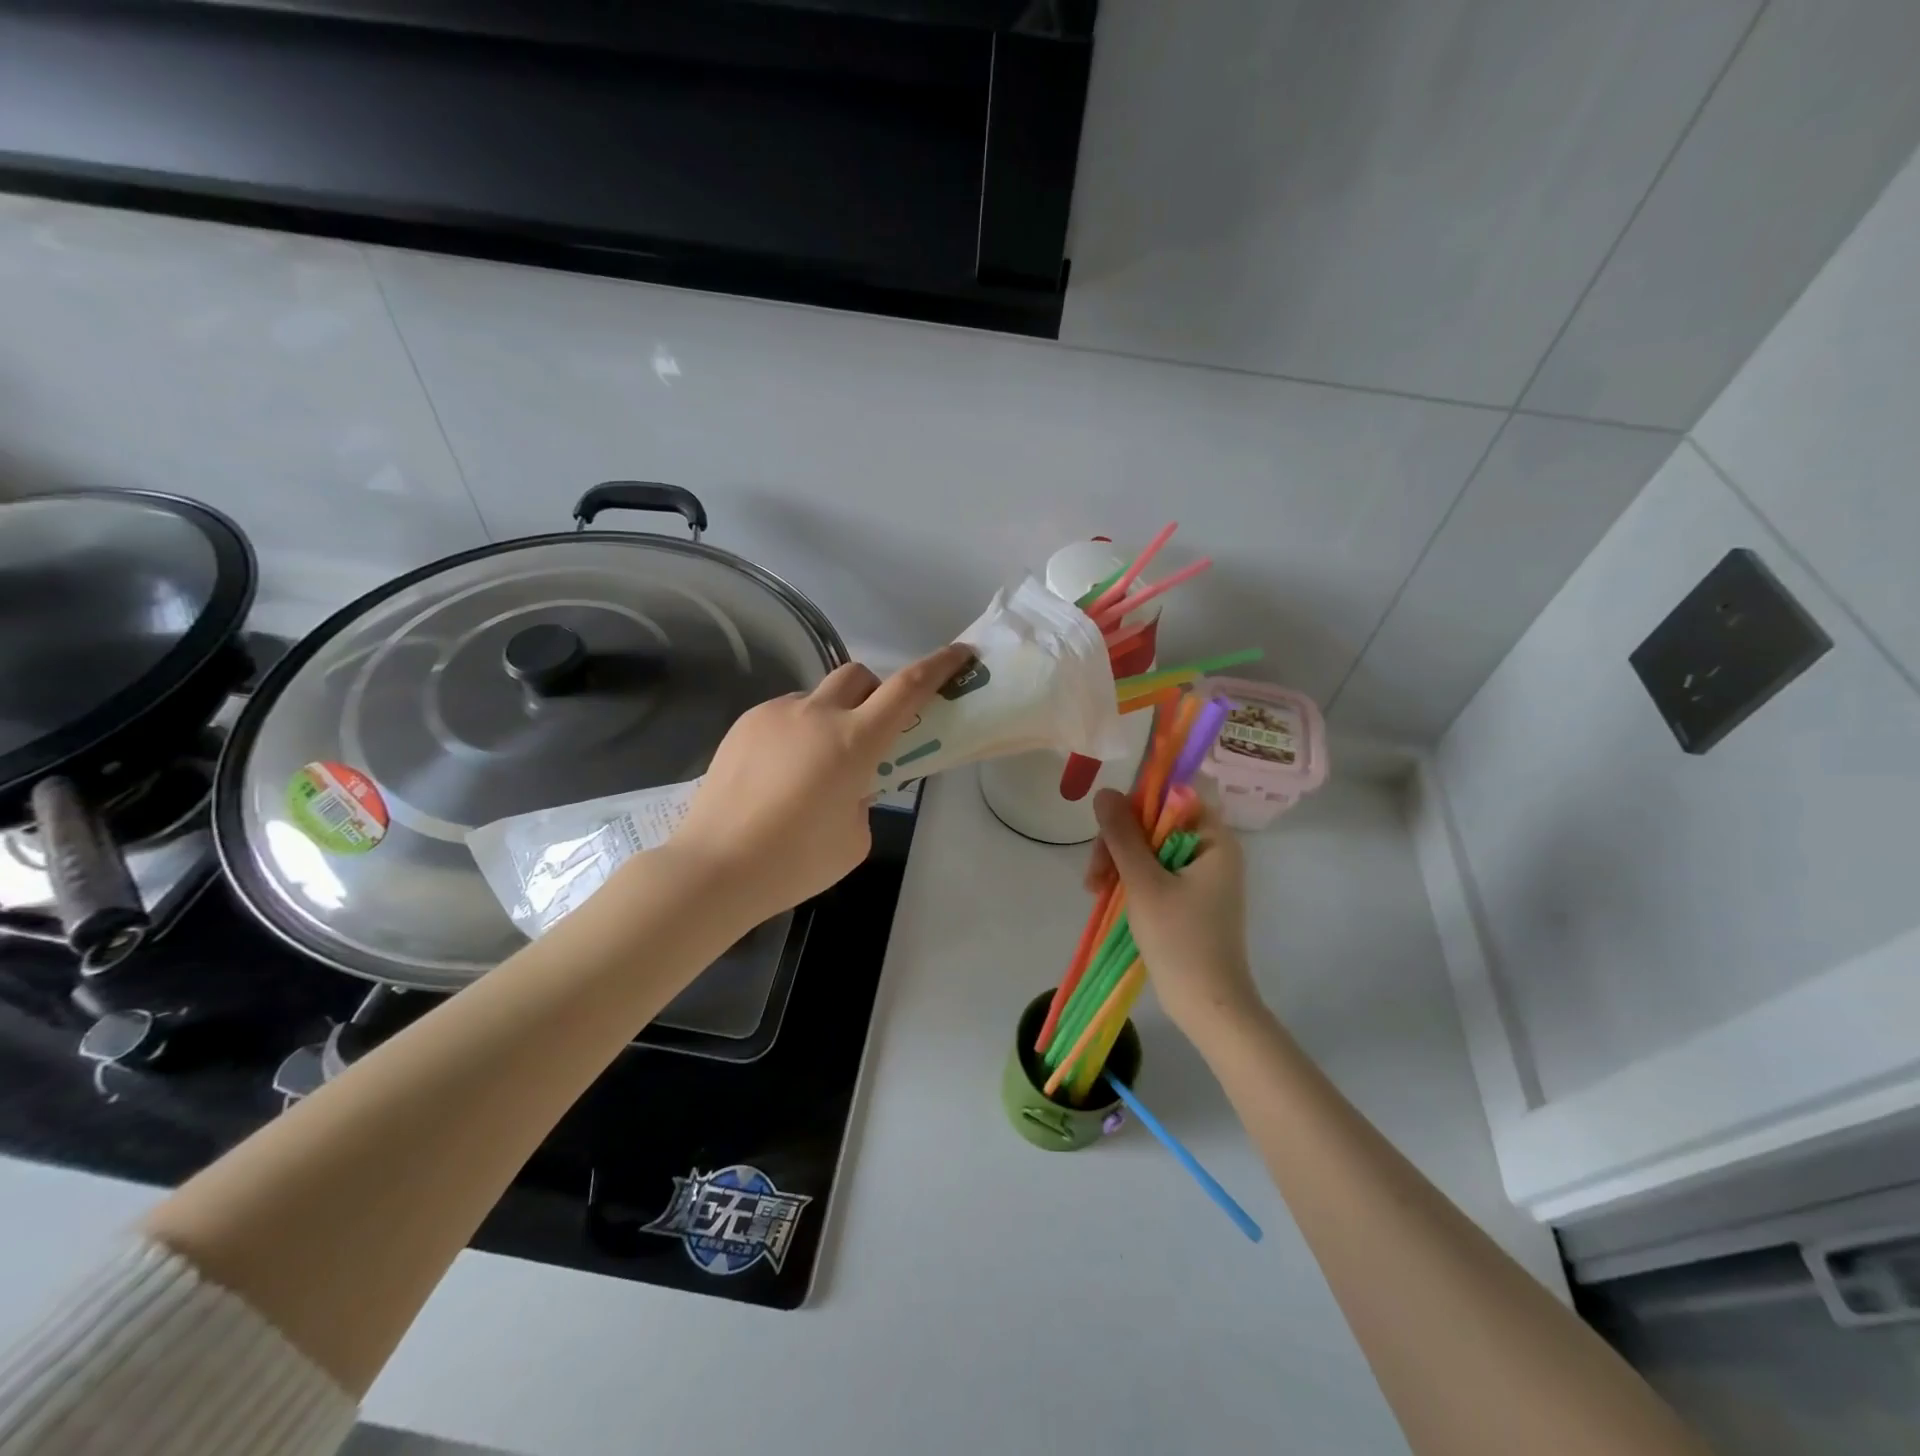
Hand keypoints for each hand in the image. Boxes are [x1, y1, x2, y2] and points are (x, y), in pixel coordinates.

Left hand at [661, 644, 973, 924]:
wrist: (714, 868)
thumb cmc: (794, 862)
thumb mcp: (855, 838)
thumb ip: (865, 799)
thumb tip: (850, 784)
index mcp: (853, 741)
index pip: (907, 689)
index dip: (938, 667)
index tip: (959, 655)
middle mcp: (816, 715)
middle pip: (858, 674)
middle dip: (874, 692)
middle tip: (871, 731)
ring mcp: (775, 715)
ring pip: (817, 696)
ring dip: (831, 716)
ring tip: (814, 765)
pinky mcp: (744, 725)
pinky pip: (785, 715)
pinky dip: (797, 732)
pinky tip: (780, 774)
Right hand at [1088, 787, 1260, 1036]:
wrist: (1207, 1005)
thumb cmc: (1179, 939)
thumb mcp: (1143, 883)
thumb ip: (1123, 835)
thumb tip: (1105, 792)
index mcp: (1214, 840)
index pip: (1174, 798)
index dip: (1138, 805)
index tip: (1109, 828)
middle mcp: (1212, 852)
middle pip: (1157, 825)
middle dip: (1120, 843)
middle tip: (1094, 874)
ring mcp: (1201, 877)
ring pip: (1150, 850)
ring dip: (1119, 863)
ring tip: (1094, 890)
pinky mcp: (1190, 899)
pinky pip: (1155, 873)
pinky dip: (1131, 881)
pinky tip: (1107, 896)